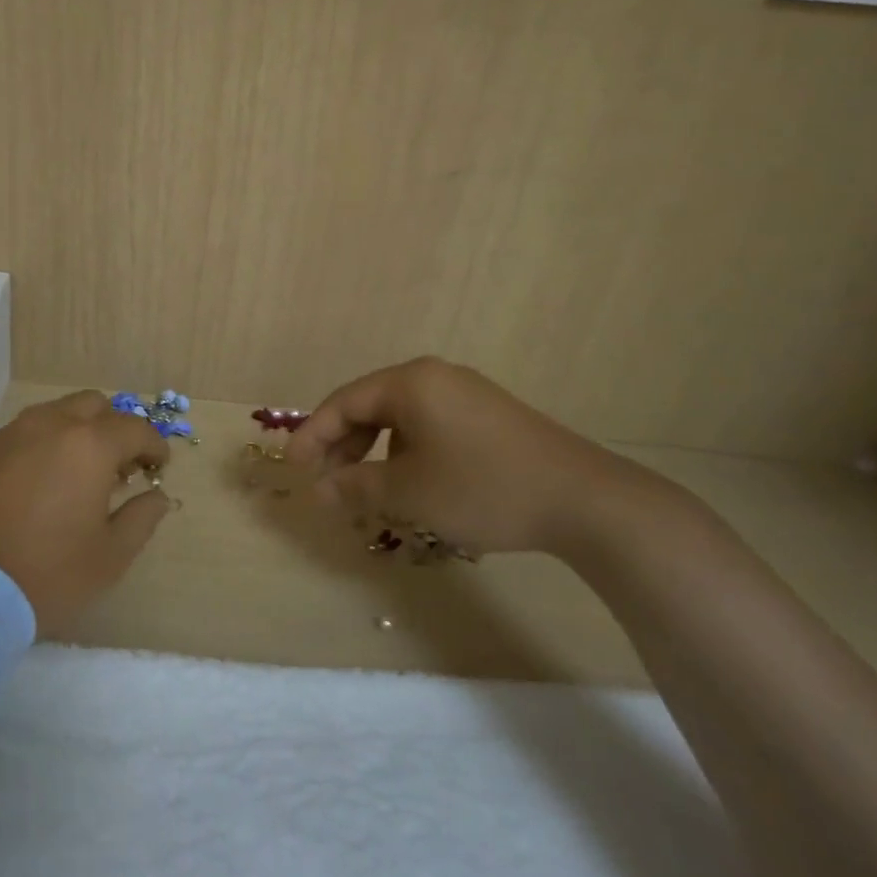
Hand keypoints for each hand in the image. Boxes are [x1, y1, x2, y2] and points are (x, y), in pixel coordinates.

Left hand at [0, 390, 172, 634]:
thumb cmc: (45, 574)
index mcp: (88, 445)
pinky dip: (37, 450)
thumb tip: (157, 496)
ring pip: (51, 415)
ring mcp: (5, 436)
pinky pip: (17, 438)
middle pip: (92, 406)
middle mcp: (47, 426)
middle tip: (117, 468)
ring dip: (73, 434)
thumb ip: (141, 519)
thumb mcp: (109, 558)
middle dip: (113, 429)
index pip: (135, 427)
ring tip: (75, 476)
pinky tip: (33, 488)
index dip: (154, 445)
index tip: (159, 467)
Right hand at [285, 357, 672, 559]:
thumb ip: (355, 486)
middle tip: (326, 481)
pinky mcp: (489, 416)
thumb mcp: (408, 492)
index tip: (293, 468)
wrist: (584, 499)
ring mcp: (466, 394)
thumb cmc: (482, 487)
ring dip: (374, 451)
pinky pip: (429, 427)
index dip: (312, 436)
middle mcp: (435, 377)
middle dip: (342, 445)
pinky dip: (406, 452)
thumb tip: (319, 491)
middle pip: (370, 406)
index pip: (343, 403)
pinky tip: (411, 483)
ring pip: (400, 419)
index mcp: (410, 382)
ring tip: (365, 488)